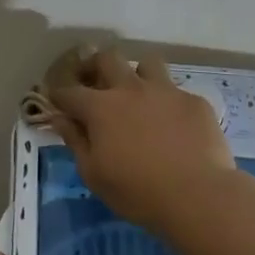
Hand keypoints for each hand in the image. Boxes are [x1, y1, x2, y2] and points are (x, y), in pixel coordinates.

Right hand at [47, 48, 237, 231]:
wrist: (198, 195)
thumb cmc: (137, 192)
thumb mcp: (93, 174)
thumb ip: (75, 141)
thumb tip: (60, 119)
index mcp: (101, 107)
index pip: (69, 91)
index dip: (58, 95)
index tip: (56, 101)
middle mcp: (131, 89)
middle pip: (107, 59)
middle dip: (94, 66)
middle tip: (93, 82)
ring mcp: (166, 91)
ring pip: (147, 64)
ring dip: (136, 74)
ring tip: (137, 94)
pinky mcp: (194, 101)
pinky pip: (176, 91)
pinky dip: (167, 102)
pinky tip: (173, 123)